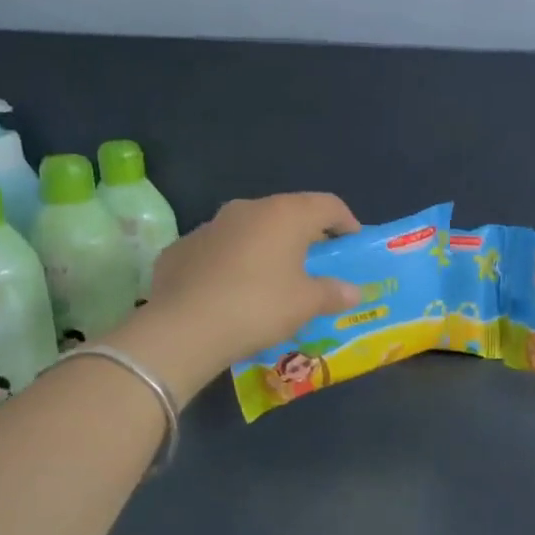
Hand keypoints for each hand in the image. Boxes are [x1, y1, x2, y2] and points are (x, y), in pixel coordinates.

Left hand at [116, 193, 361, 392]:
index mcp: (285, 214)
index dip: (346, 222)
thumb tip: (353, 292)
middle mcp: (247, 209)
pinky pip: (219, 250)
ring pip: (250, 230)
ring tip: (274, 279)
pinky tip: (233, 292)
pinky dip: (233, 263)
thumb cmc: (259, 306)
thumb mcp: (306, 304)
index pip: (328, 205)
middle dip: (305, 236)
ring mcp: (210, 226)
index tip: (353, 243)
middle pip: (288, 214)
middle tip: (317, 264)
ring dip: (267, 247)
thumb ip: (333, 293)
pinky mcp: (181, 248)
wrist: (183, 329)